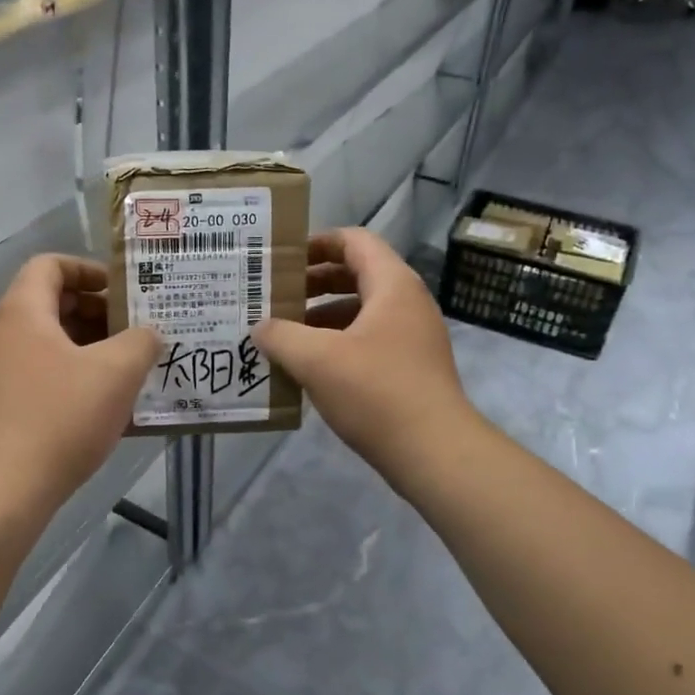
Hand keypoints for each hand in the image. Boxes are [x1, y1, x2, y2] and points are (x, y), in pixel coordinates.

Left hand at [0, 256, 158, 510]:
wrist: (1, 491)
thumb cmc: (60, 418)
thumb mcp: (116, 373)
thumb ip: (141, 342)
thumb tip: (148, 334)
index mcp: (21, 312)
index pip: (50, 265)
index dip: (89, 270)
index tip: (123, 292)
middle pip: (50, 304)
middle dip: (97, 313)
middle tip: (135, 332)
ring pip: (47, 343)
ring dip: (89, 349)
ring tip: (128, 370)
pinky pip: (40, 374)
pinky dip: (72, 377)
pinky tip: (104, 405)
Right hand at [254, 229, 476, 477]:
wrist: (435, 453)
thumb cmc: (376, 392)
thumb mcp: (317, 359)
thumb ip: (281, 335)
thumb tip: (260, 327)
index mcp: (392, 285)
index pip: (354, 241)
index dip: (316, 243)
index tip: (281, 259)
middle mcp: (407, 302)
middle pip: (356, 274)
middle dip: (313, 283)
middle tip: (274, 297)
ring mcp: (412, 337)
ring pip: (360, 311)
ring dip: (321, 317)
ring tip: (283, 334)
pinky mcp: (410, 368)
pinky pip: (367, 340)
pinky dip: (337, 344)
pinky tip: (309, 368)